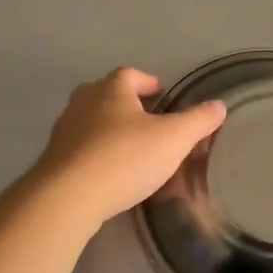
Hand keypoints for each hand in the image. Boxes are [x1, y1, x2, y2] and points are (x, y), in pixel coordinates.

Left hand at [32, 68, 226, 227]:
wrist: (67, 197)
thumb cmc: (125, 158)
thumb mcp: (174, 139)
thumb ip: (198, 121)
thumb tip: (219, 105)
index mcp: (111, 89)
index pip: (131, 74)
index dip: (148, 82)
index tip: (162, 94)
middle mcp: (83, 102)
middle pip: (107, 93)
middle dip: (127, 103)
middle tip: (148, 120)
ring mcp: (64, 130)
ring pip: (91, 121)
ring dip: (110, 129)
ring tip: (132, 148)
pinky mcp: (53, 159)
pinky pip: (80, 148)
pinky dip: (96, 153)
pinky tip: (110, 172)